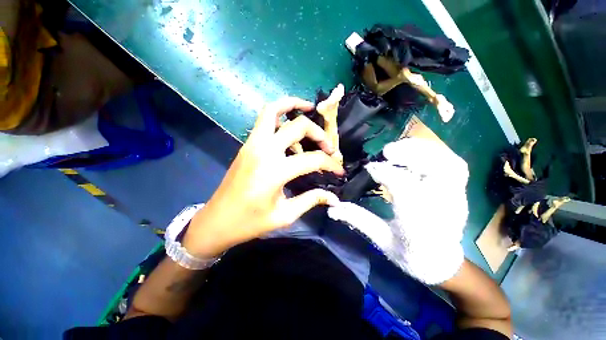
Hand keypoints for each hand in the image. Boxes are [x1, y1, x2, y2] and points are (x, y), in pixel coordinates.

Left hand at [183, 98, 343, 257]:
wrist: (216, 221)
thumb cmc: (250, 222)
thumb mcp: (284, 215)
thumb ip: (311, 200)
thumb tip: (334, 197)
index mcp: (274, 171)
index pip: (312, 159)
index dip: (331, 164)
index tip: (339, 172)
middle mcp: (264, 150)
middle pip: (297, 126)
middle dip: (318, 133)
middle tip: (327, 145)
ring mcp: (252, 144)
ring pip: (273, 110)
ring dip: (293, 105)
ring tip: (310, 110)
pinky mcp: (247, 144)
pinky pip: (264, 120)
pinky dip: (280, 114)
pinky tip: (290, 127)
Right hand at [328, 137, 468, 283]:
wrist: (441, 264)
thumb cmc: (410, 256)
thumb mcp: (380, 240)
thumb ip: (357, 220)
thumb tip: (332, 209)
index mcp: (418, 227)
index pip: (406, 191)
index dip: (386, 173)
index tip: (369, 168)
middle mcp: (442, 210)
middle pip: (437, 173)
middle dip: (411, 155)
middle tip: (387, 152)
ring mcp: (456, 199)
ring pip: (449, 164)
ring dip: (423, 150)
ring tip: (399, 148)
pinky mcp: (459, 192)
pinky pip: (453, 165)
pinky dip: (435, 153)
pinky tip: (415, 153)